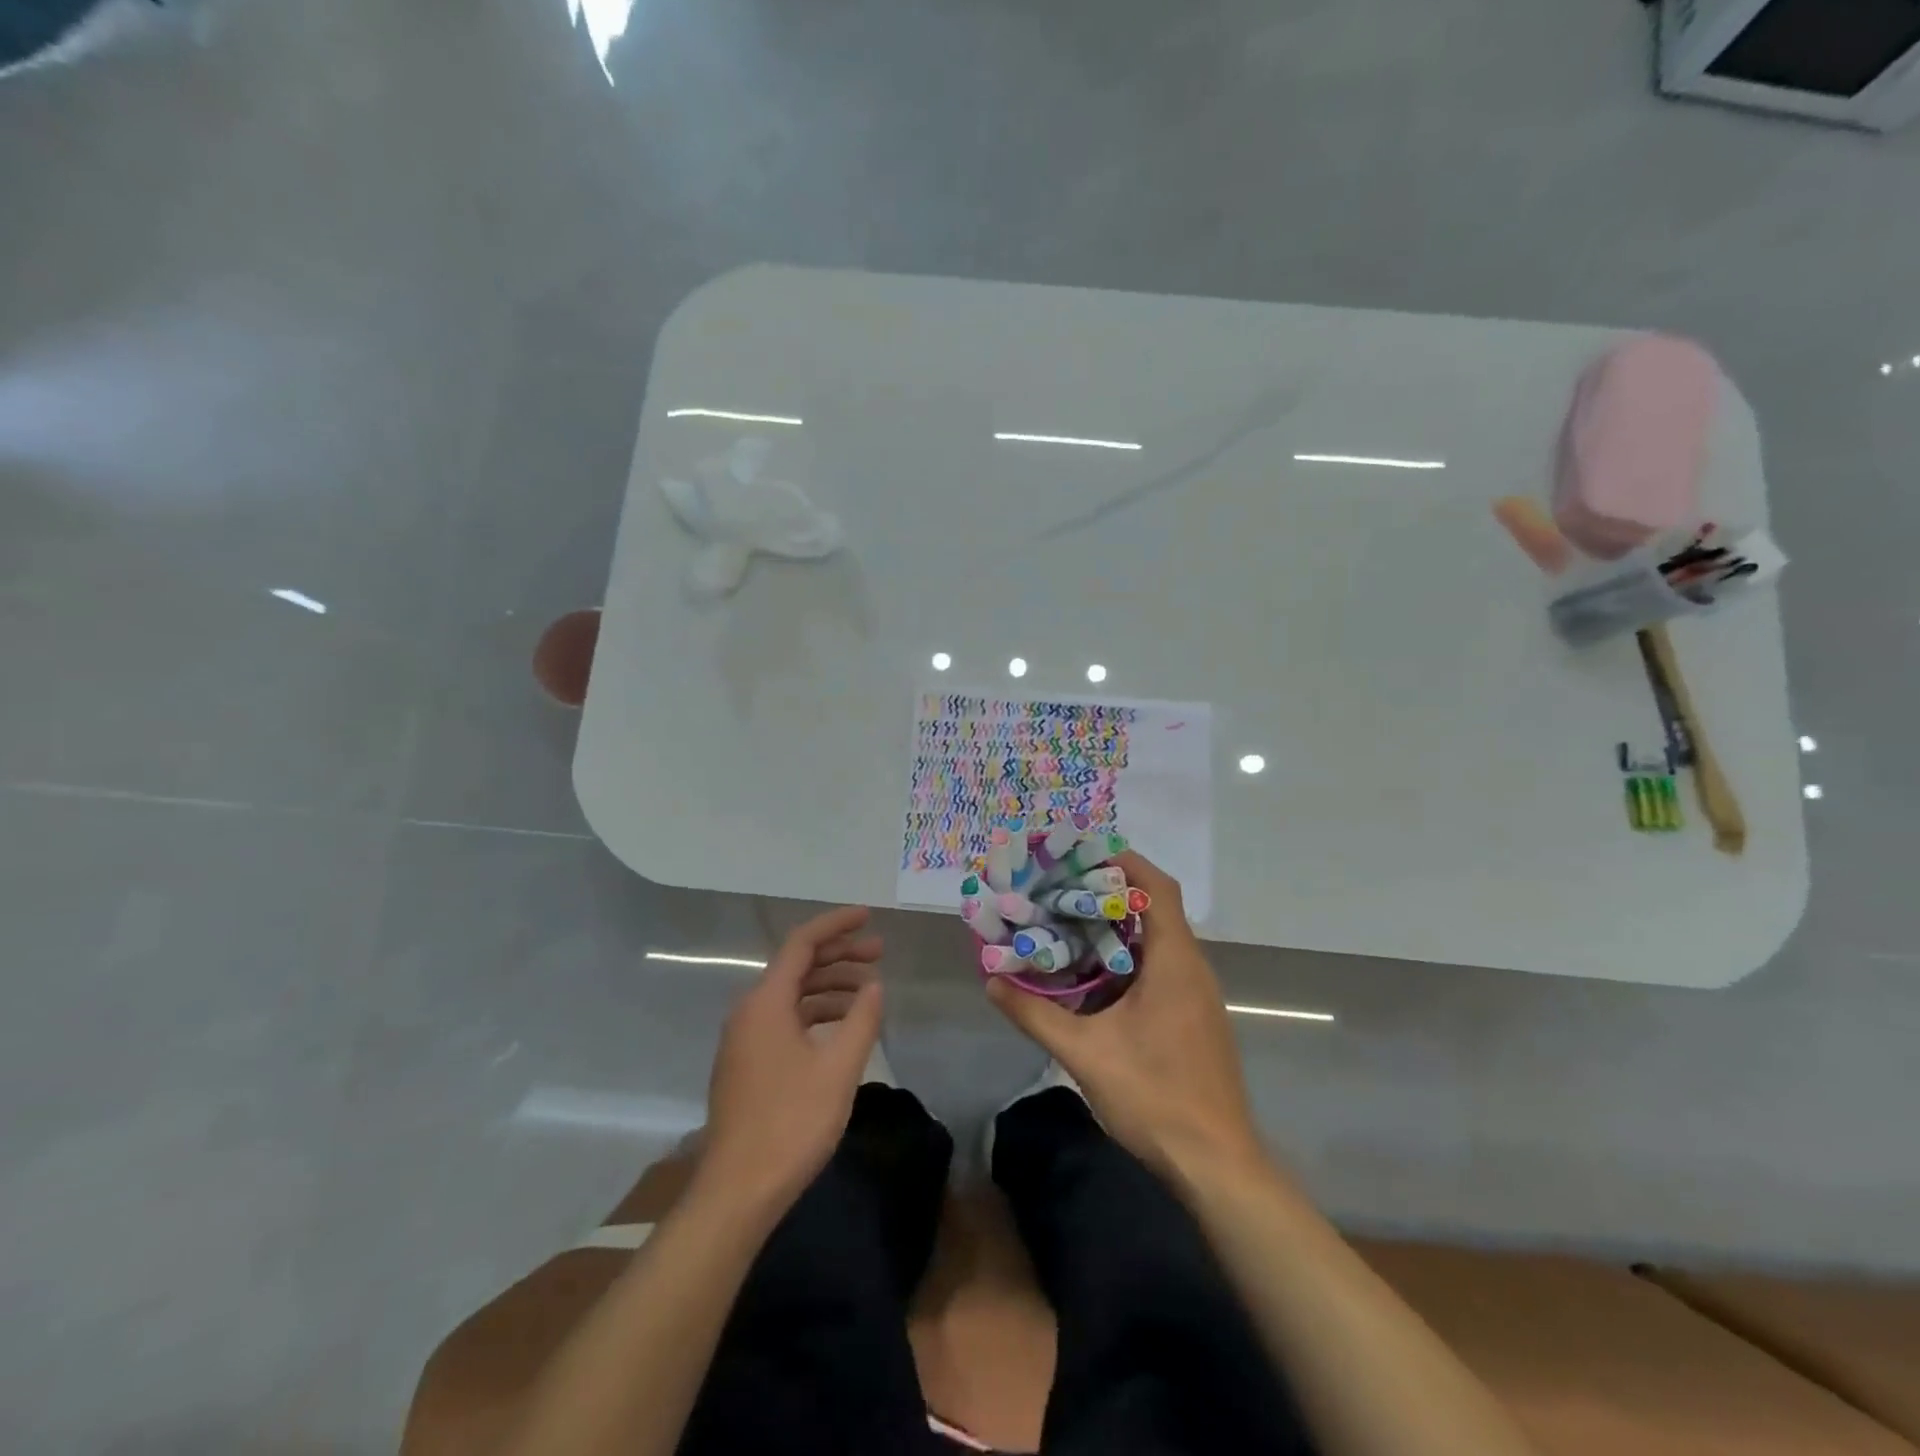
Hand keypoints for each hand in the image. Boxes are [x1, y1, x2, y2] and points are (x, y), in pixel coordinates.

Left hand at [698, 906, 884, 1217]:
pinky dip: (815, 1014)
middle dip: (839, 954)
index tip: (869, 917)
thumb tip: (874, 987)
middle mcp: (749, 1011)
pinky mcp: (747, 1064)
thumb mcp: (839, 1069)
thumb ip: (862, 1020)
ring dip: (830, 986)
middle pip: (797, 966)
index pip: (802, 943)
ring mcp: (744, 1040)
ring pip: (791, 995)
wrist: (737, 1192)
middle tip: (879, 953)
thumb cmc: (791, 1123)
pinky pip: (784, 1020)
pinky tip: (841, 1029)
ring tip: (868, 992)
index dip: (836, 924)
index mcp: (766, 1002)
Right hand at [987, 852, 1262, 1180]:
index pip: (1156, 887)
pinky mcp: (1193, 1017)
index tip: (1079, 854)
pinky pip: (1159, 967)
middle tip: (1058, 887)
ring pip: (1155, 940)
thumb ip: (1035, 1014)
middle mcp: (1191, 968)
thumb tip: (992, 982)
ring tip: (1065, 922)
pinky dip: (1125, 957)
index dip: (1123, 862)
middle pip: (1153, 908)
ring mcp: (1196, 994)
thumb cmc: (1156, 1097)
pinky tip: (1090, 975)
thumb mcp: (1085, 1053)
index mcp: (1174, 961)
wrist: (1216, 1165)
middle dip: (1107, 891)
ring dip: (1115, 926)